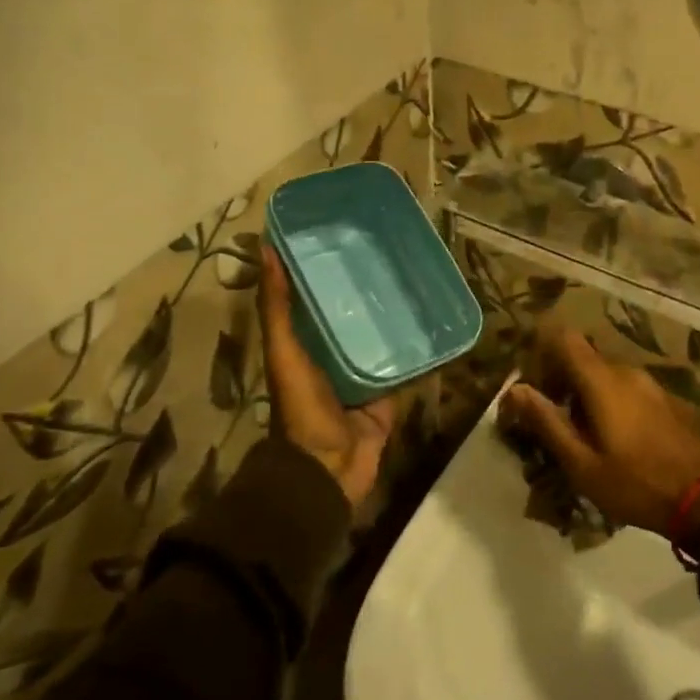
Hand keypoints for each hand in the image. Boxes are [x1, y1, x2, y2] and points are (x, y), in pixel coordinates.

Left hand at [258, 245, 396, 508]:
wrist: (330, 466)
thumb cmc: (302, 406)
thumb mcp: (284, 352)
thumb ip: (277, 307)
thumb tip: (265, 249)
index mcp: (305, 342)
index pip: (316, 297)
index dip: (325, 269)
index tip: (343, 233)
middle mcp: (334, 353)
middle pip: (352, 315)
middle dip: (366, 289)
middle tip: (389, 253)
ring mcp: (365, 373)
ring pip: (381, 336)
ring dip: (394, 315)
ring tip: (416, 279)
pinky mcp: (390, 390)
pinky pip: (405, 363)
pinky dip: (417, 347)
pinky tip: (433, 321)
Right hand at [500, 327, 699, 535]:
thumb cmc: (635, 484)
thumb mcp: (582, 463)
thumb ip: (547, 422)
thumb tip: (515, 388)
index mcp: (602, 381)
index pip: (565, 339)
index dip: (542, 351)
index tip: (531, 381)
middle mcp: (626, 372)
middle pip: (584, 359)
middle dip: (561, 380)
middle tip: (551, 418)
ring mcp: (651, 385)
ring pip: (606, 375)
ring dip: (586, 394)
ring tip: (580, 434)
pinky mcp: (666, 400)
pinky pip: (627, 389)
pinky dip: (610, 402)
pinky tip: (613, 439)